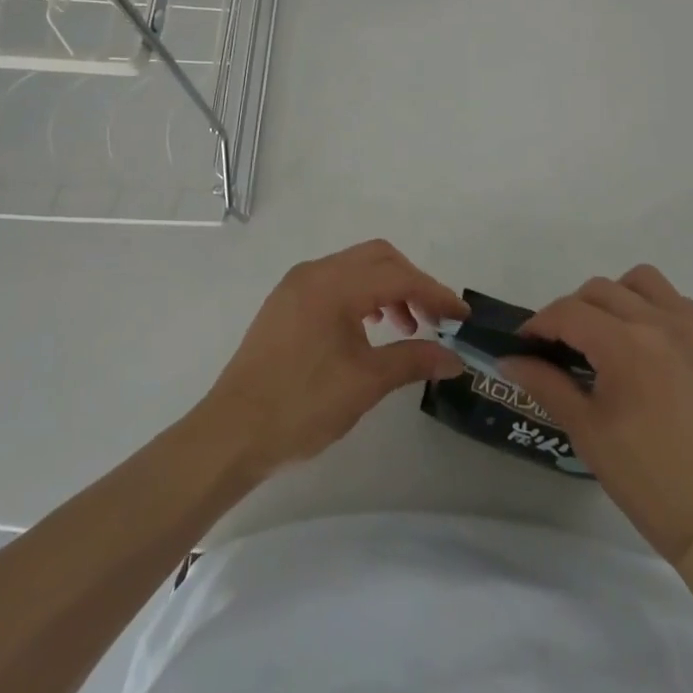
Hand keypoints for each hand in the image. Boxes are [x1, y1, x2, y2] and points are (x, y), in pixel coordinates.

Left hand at [203, 240, 466, 480]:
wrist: (231, 433)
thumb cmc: (301, 406)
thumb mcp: (365, 384)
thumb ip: (413, 360)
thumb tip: (454, 357)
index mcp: (334, 285)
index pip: (398, 275)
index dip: (435, 293)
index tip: (462, 316)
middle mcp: (315, 272)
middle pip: (378, 258)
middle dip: (412, 282)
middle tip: (435, 319)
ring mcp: (297, 285)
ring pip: (356, 267)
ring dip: (387, 288)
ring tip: (406, 327)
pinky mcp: (287, 302)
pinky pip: (335, 282)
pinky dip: (362, 295)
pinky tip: (369, 328)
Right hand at [503, 265, 692, 561]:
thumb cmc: (649, 482)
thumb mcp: (587, 433)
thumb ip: (546, 384)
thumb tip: (510, 360)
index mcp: (626, 345)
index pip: (568, 312)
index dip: (539, 324)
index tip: (526, 344)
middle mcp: (663, 323)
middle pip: (601, 289)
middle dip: (573, 311)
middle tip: (564, 347)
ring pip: (645, 282)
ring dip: (618, 298)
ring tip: (611, 336)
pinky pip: (682, 306)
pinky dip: (657, 313)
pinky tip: (653, 353)